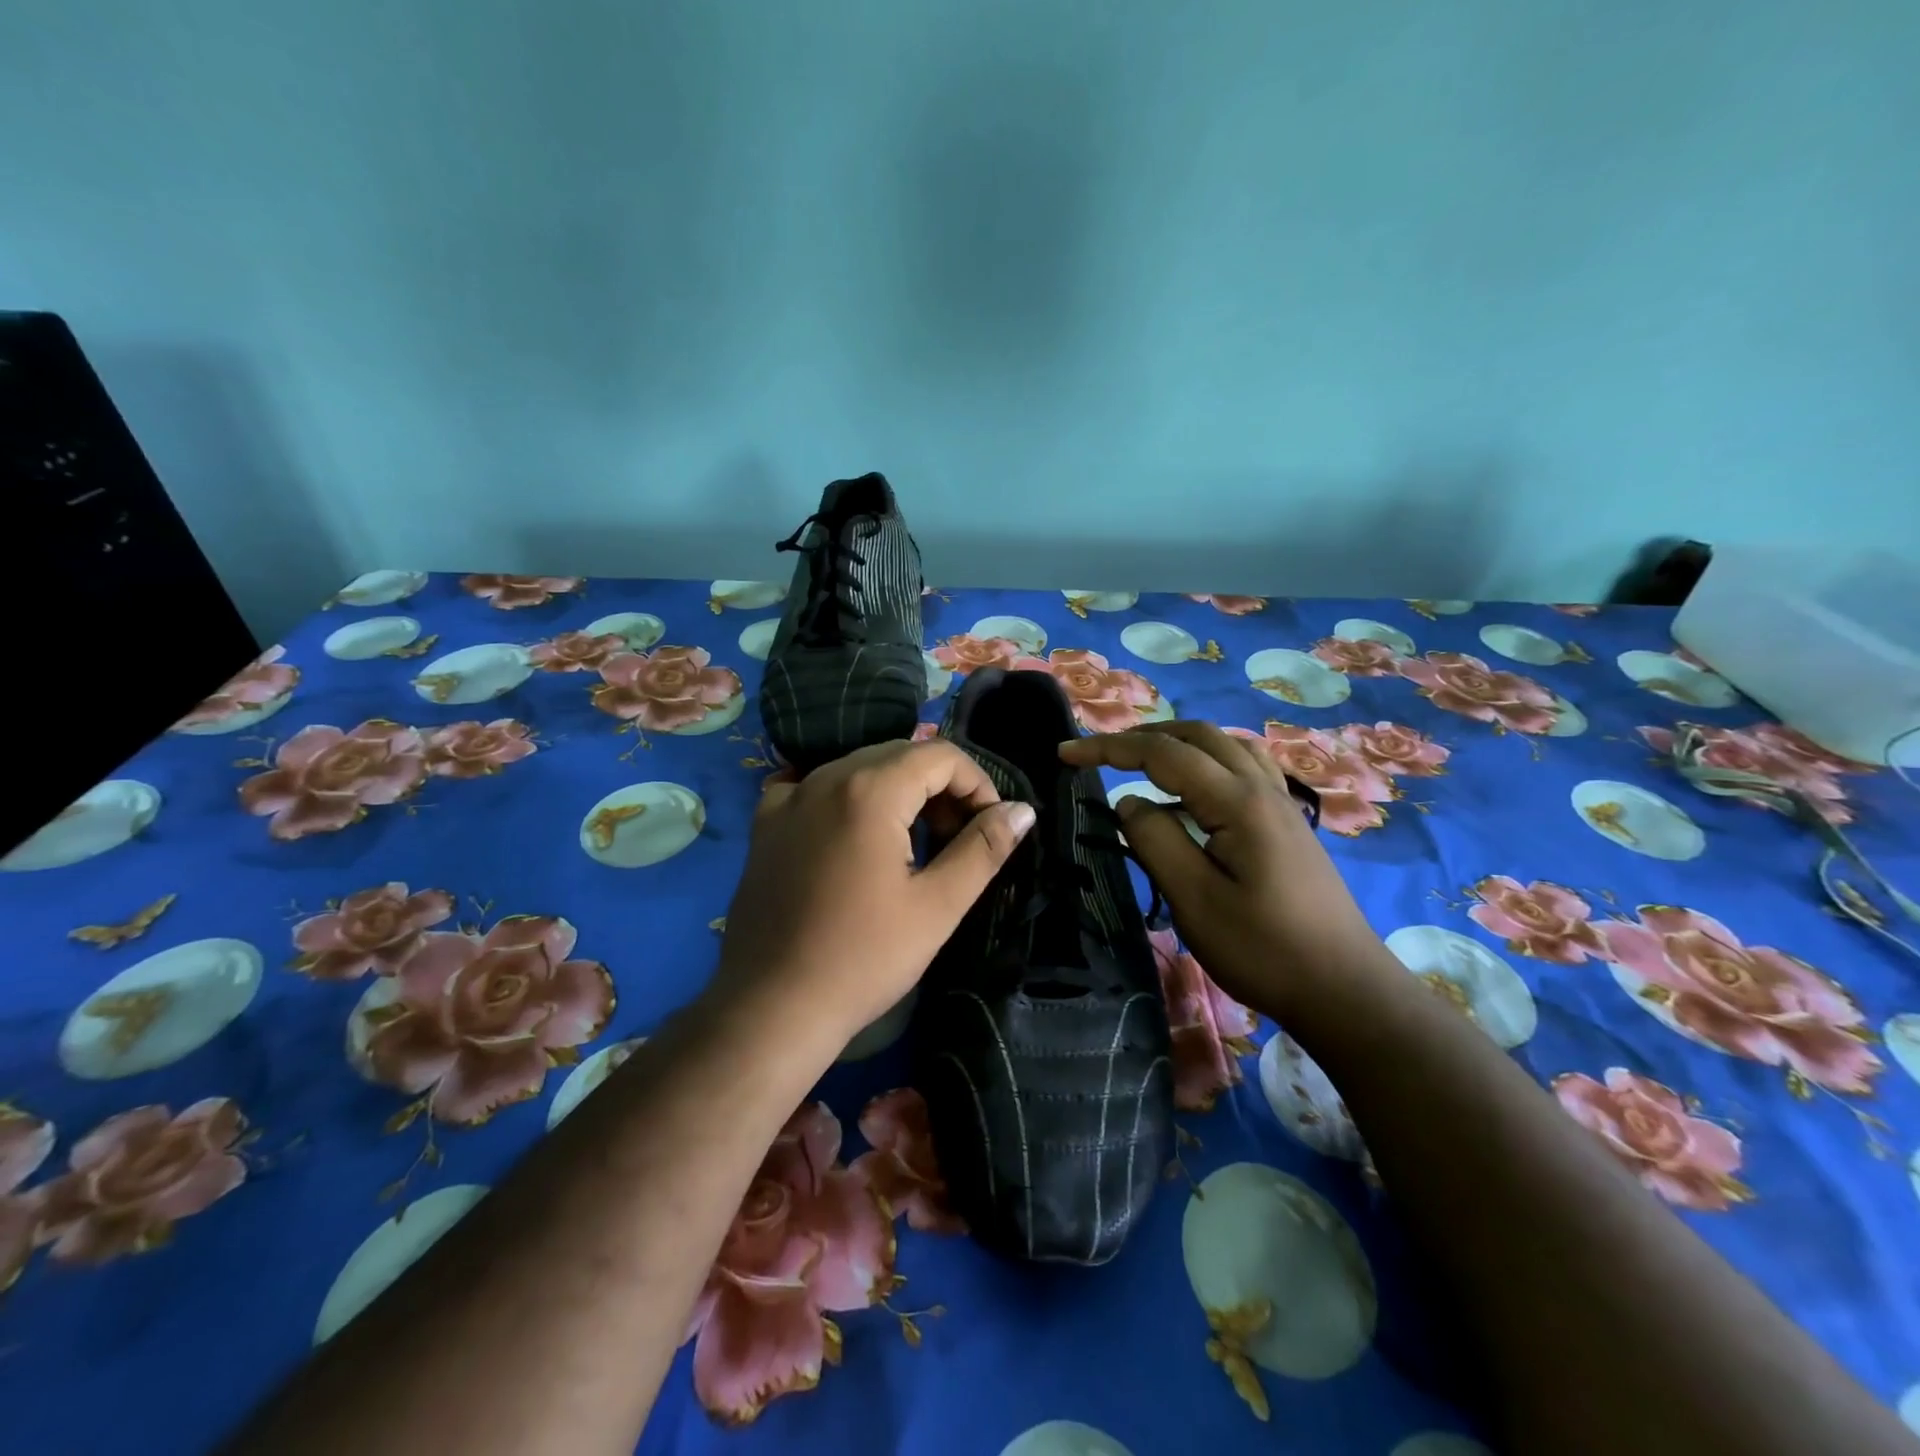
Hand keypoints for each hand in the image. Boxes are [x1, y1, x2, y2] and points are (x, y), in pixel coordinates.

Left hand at [714, 739, 1036, 1052]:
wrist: (771, 1007)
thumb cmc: (863, 958)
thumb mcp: (937, 906)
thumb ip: (983, 849)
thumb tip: (1021, 810)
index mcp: (869, 791)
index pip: (940, 755)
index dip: (977, 783)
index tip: (988, 827)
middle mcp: (825, 778)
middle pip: (900, 755)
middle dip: (940, 786)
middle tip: (956, 838)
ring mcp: (788, 798)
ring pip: (860, 768)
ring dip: (898, 792)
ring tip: (914, 844)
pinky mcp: (765, 824)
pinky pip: (817, 787)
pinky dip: (849, 799)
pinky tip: (856, 834)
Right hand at [1060, 721, 1399, 1022]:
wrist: (1345, 990)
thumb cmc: (1264, 950)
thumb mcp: (1195, 900)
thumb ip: (1155, 840)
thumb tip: (1129, 802)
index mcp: (1237, 801)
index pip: (1163, 753)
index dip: (1109, 748)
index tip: (1066, 755)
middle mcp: (1262, 788)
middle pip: (1197, 735)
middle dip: (1142, 737)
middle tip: (1099, 755)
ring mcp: (1280, 804)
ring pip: (1225, 746)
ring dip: (1177, 744)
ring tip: (1142, 763)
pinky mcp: (1287, 824)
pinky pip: (1243, 767)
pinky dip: (1207, 761)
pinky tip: (1195, 791)